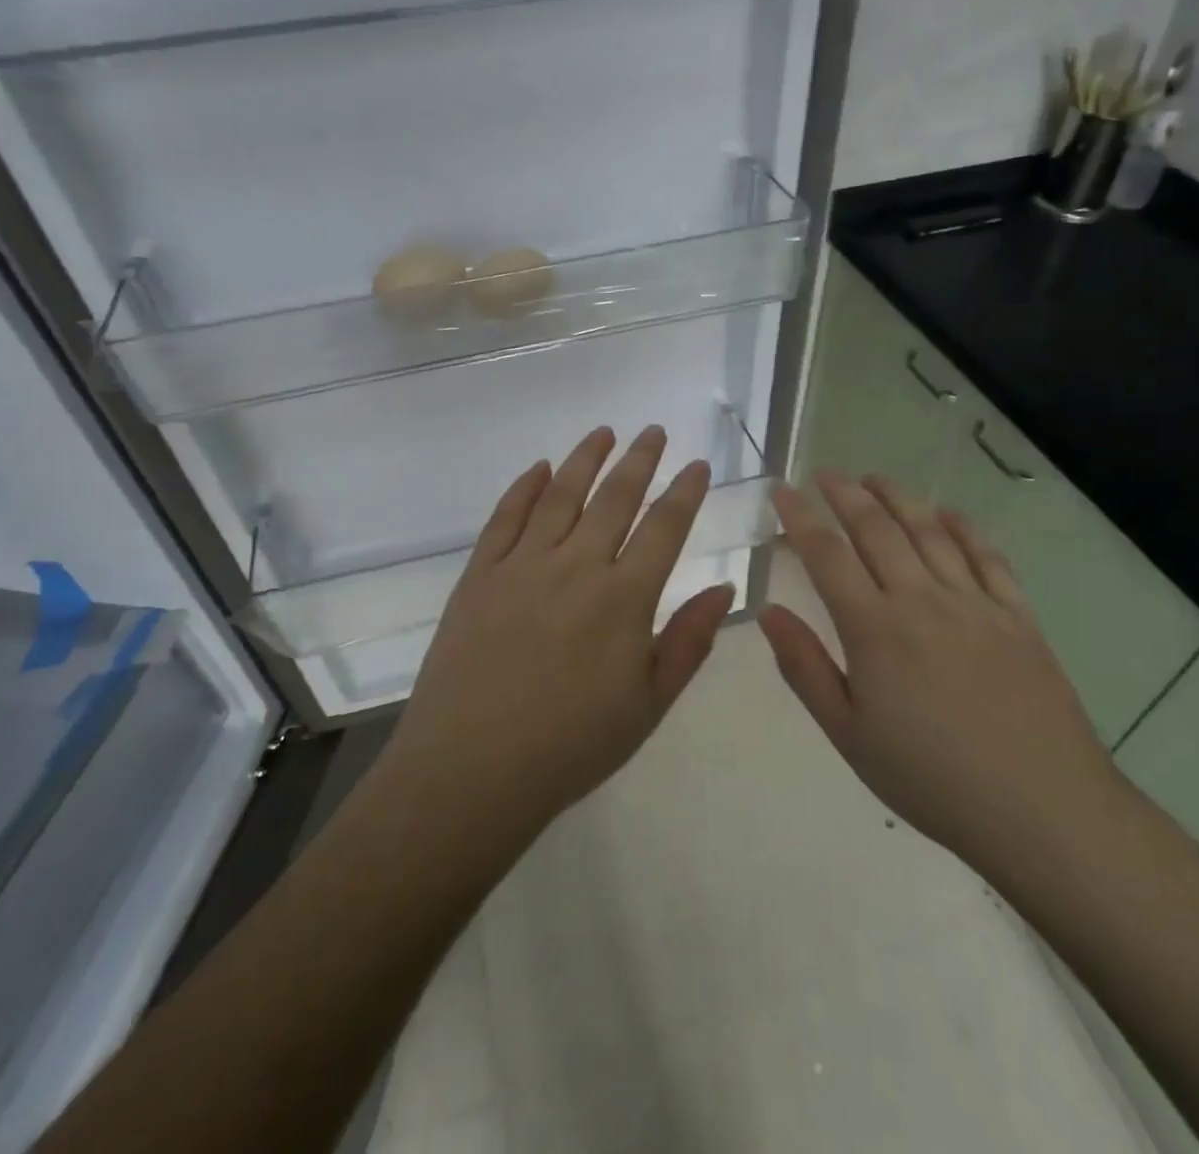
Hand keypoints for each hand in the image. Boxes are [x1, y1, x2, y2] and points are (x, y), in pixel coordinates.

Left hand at [385, 426, 736, 838]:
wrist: (472, 767)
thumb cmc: (571, 745)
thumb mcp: (648, 704)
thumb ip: (689, 641)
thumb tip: (725, 588)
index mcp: (623, 599)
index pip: (664, 528)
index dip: (685, 492)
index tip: (698, 465)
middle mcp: (576, 566)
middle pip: (614, 498)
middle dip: (639, 460)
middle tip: (653, 432)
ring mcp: (522, 565)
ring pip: (561, 495)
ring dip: (585, 459)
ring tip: (603, 433)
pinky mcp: (479, 573)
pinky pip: (506, 517)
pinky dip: (525, 487)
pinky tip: (540, 468)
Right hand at [760, 471, 1122, 877]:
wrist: (1043, 811)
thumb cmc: (931, 778)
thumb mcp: (848, 734)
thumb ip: (805, 667)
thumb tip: (768, 612)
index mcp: (874, 628)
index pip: (826, 555)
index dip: (800, 516)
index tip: (782, 489)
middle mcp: (922, 600)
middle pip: (877, 529)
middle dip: (845, 495)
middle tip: (825, 474)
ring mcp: (975, 604)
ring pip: (929, 532)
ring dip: (898, 498)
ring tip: (874, 478)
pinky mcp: (1018, 618)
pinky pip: (989, 558)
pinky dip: (965, 528)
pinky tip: (949, 514)